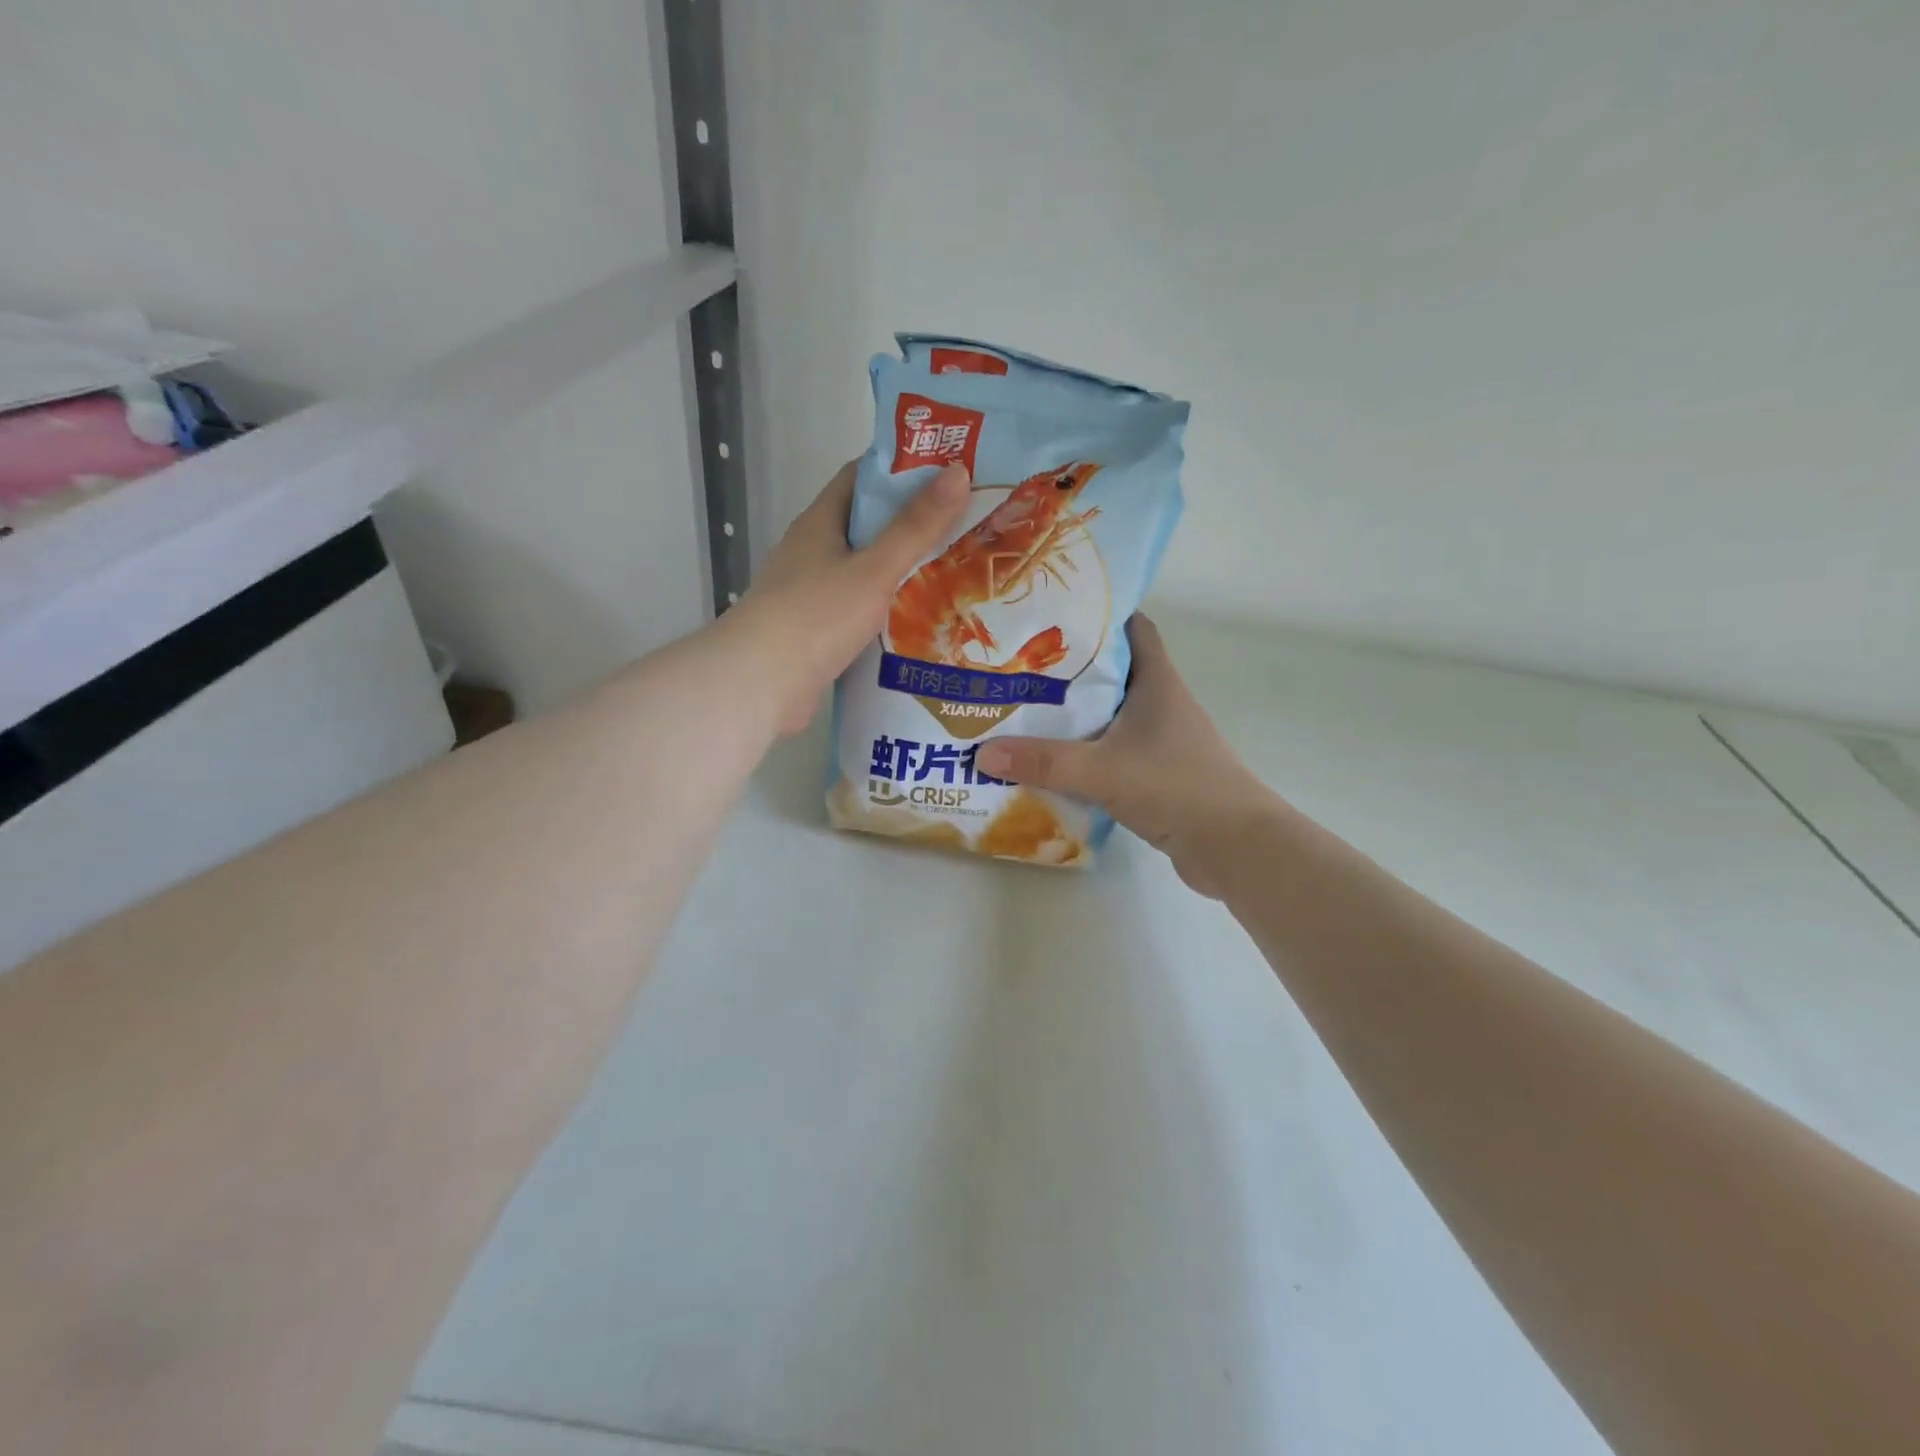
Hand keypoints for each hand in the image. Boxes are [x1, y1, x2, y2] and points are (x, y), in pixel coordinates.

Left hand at [726, 460, 970, 735]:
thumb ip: (915, 527)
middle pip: (867, 524)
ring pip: (865, 570)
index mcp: (820, 522)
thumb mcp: (873, 569)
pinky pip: (860, 608)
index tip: (950, 472)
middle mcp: (813, 551)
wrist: (759, 685)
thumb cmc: (815, 617)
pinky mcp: (816, 631)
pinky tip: (922, 620)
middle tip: (967, 525)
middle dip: (913, 522)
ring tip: (957, 571)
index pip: (862, 477)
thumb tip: (959, 473)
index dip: (904, 469)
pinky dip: (888, 608)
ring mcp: (812, 592)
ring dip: (903, 569)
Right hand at [974, 615, 1279, 896]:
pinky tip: (1052, 764)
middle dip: (1070, 669)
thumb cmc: (1177, 787)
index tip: (1054, 614)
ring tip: (1023, 713)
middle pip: (1114, 672)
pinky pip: (1113, 753)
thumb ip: (1045, 762)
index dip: (1101, 615)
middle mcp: (1161, 704)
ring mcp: (1162, 741)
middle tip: (1019, 668)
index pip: (1134, 628)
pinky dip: (1086, 754)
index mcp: (1157, 682)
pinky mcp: (1158, 775)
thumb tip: (984, 753)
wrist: (1235, 847)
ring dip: (1075, 715)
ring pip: (1111, 716)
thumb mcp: (1103, 770)